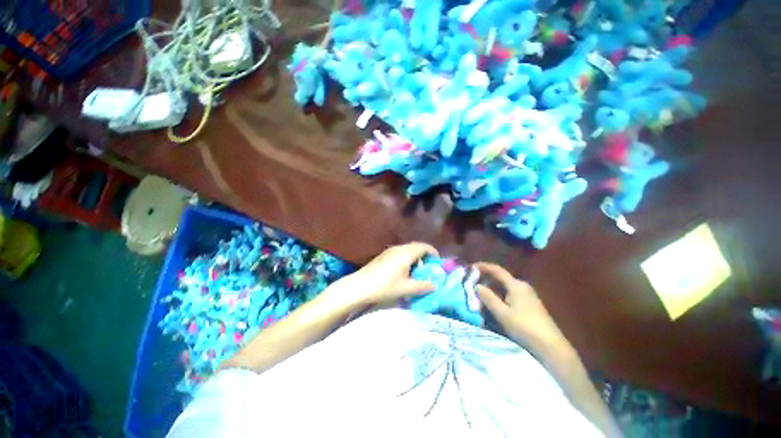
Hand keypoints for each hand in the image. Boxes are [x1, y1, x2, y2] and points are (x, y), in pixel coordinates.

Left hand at [330, 242, 438, 306]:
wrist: (360, 286)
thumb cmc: (385, 286)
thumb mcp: (406, 288)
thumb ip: (423, 286)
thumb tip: (435, 285)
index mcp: (406, 253)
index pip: (424, 247)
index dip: (433, 253)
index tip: (438, 263)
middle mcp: (399, 248)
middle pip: (416, 247)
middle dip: (425, 255)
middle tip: (429, 268)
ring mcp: (390, 250)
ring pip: (408, 250)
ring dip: (416, 257)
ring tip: (417, 271)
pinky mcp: (384, 255)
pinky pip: (400, 253)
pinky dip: (407, 259)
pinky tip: (404, 271)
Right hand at [474, 262, 570, 351]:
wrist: (551, 346)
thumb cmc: (524, 327)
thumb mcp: (502, 313)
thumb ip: (487, 297)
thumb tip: (476, 285)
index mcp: (515, 285)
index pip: (496, 270)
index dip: (483, 266)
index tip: (470, 267)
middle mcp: (522, 286)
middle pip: (500, 277)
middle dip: (486, 278)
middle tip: (472, 283)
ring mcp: (527, 295)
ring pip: (504, 287)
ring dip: (492, 288)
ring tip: (480, 294)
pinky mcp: (530, 305)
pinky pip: (510, 294)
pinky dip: (499, 295)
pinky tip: (494, 304)